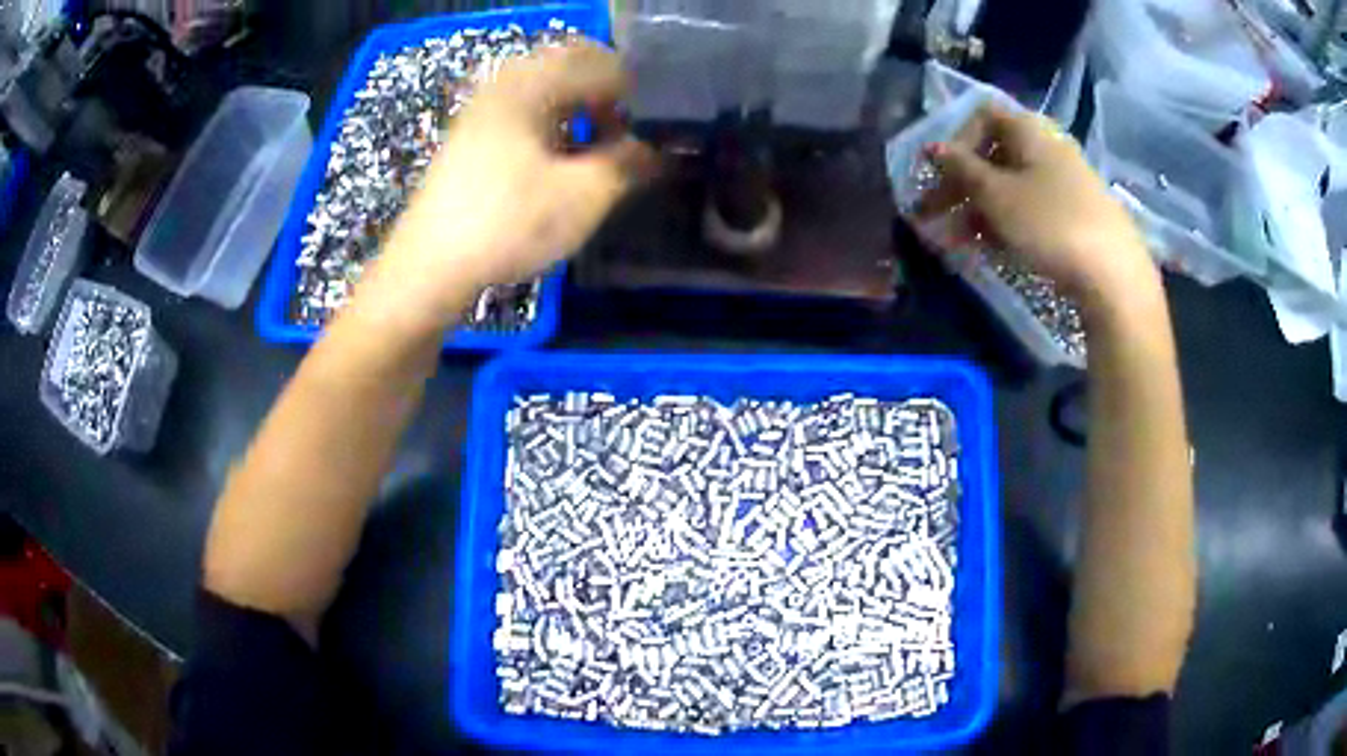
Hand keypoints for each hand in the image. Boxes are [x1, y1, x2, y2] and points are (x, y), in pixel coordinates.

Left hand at [372, 41, 654, 327]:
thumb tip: (661, 150)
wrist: (430, 268)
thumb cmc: (508, 223)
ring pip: (547, 94)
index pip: (601, 64)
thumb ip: (630, 163)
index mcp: (531, 83)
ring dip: (581, 115)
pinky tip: (561, 166)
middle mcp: (504, 84)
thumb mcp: (584, 195)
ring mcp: (482, 111)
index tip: (655, 131)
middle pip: (572, 71)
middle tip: (628, 139)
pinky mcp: (471, 139)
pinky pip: (525, 115)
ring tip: (599, 155)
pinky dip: (553, 129)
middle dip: (608, 100)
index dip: (637, 95)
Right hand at [915, 105, 1153, 303]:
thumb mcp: (997, 195)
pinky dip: (1004, 223)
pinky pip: (1029, 209)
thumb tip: (933, 147)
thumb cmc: (1051, 224)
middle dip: (957, 184)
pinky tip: (989, 249)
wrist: (1114, 277)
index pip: (981, 116)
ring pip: (1009, 187)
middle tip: (928, 216)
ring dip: (975, 210)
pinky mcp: (1074, 215)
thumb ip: (961, 168)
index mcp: (1029, 130)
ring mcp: (1063, 183)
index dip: (954, 139)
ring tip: (952, 243)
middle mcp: (1047, 148)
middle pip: (992, 155)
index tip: (935, 172)